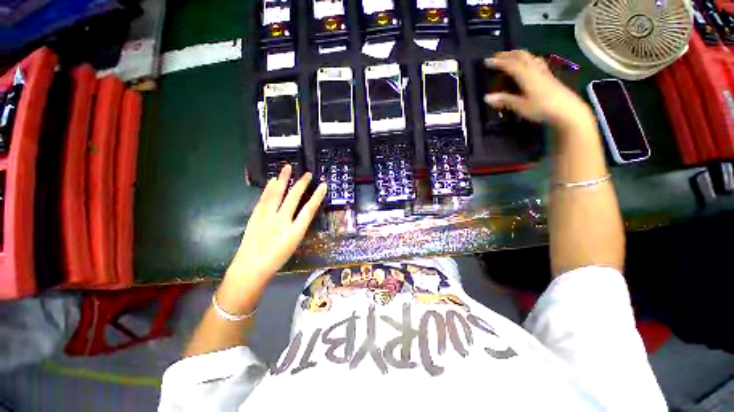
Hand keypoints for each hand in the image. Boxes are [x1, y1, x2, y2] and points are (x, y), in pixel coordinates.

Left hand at [219, 165, 326, 310]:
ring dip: (283, 180)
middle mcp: (281, 222)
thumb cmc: (276, 259)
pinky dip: (269, 188)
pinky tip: (272, 181)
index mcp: (294, 232)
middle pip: (293, 198)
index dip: (317, 197)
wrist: (250, 268)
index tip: (323, 185)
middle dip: (302, 184)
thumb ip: (298, 227)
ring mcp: (266, 218)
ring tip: (287, 167)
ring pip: (276, 195)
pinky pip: (264, 199)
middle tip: (308, 174)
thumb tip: (302, 211)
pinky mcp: (255, 216)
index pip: (309, 210)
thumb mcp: (294, 244)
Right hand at [483, 50, 593, 131]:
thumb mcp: (520, 106)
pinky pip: (535, 61)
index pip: (510, 65)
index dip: (497, 62)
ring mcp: (543, 71)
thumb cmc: (542, 108)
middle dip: (507, 55)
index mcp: (526, 75)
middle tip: (496, 56)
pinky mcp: (548, 75)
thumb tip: (486, 98)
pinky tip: (527, 62)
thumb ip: (504, 100)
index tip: (486, 61)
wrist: (567, 110)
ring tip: (510, 56)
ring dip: (518, 54)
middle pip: (521, 56)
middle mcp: (534, 69)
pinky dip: (527, 59)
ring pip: (529, 57)